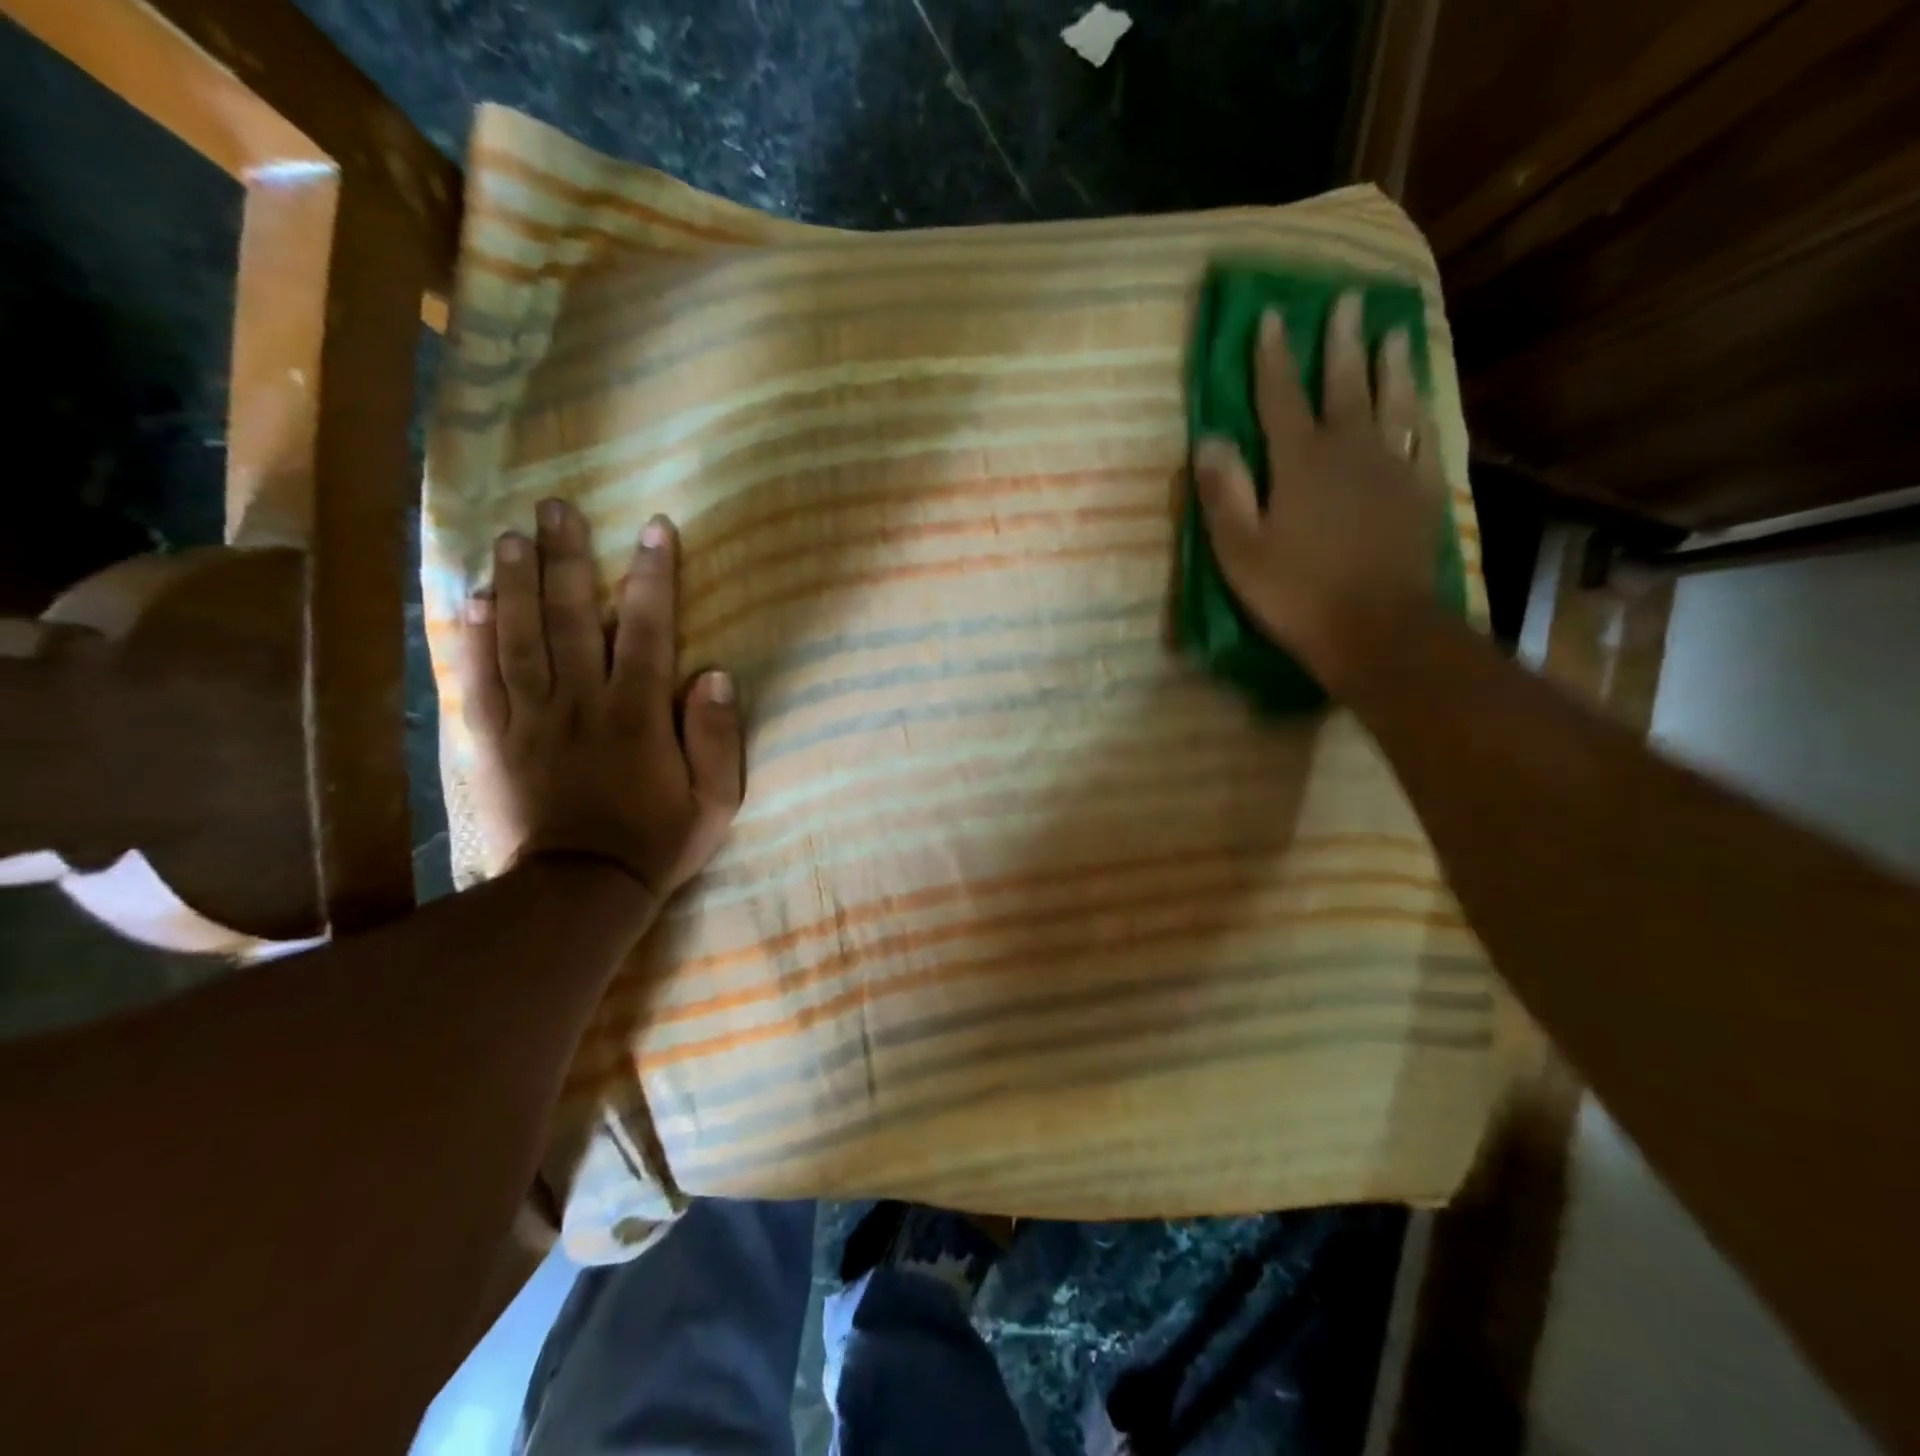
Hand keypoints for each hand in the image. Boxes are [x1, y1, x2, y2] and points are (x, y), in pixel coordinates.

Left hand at [456, 499, 742, 902]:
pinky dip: (474, 638)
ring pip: (521, 637)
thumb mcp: (715, 801)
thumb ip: (718, 738)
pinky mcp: (494, 741)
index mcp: (638, 714)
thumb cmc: (657, 844)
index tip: (654, 528)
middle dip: (568, 558)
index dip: (654, 576)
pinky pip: (480, 680)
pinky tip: (472, 601)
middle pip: (574, 617)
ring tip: (511, 536)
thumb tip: (716, 674)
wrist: (578, 894)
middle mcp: (581, 703)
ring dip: (518, 582)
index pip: (649, 630)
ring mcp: (532, 719)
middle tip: (556, 507)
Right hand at [1192, 292, 1446, 693]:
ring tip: (1393, 332)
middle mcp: (1350, 450)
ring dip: (1390, 365)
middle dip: (1341, 341)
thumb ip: (1224, 493)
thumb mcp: (1240, 551)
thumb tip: (1209, 439)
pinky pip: (1424, 440)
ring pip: (1392, 403)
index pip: (1281, 397)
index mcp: (1300, 462)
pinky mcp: (1422, 492)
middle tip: (1349, 300)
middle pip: (1344, 385)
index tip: (1271, 316)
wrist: (1377, 629)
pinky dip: (1421, 415)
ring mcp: (1393, 469)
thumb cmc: (1296, 593)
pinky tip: (1421, 403)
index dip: (1273, 357)